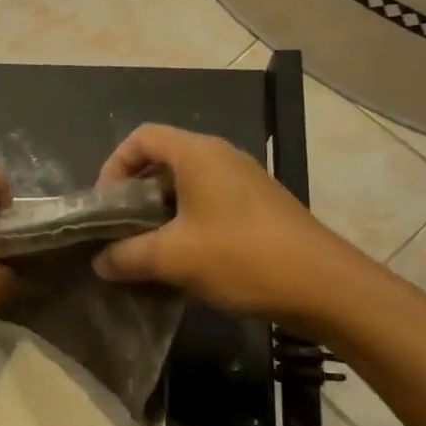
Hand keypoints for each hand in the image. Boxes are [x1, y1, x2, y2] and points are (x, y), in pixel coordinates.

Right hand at [93, 123, 372, 327]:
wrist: (326, 287)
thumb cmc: (242, 258)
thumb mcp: (173, 258)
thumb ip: (127, 256)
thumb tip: (99, 262)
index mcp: (198, 154)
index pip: (141, 138)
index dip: (114, 166)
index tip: (105, 206)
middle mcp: (221, 157)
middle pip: (162, 162)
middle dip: (134, 196)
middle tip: (120, 233)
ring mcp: (244, 182)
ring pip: (186, 187)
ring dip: (160, 216)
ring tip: (147, 252)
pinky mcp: (259, 208)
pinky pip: (209, 205)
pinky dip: (187, 226)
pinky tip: (184, 263)